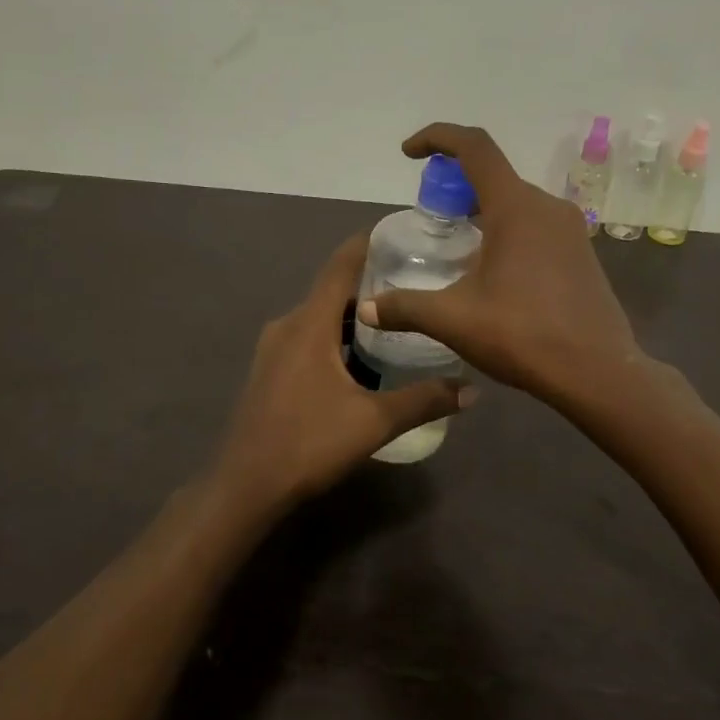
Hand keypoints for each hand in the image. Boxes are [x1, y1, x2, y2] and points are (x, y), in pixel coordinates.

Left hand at [213, 233, 475, 507]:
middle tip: (416, 284)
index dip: (369, 244)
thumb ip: (424, 401)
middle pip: (333, 290)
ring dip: (354, 316)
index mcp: (309, 323)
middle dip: (372, 284)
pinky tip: (362, 359)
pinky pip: (308, 338)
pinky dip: (336, 337)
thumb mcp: (374, 422)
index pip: (341, 265)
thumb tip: (472, 390)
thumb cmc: (308, 443)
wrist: (246, 484)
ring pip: (320, 317)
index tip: (401, 234)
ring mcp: (273, 348)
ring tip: (397, 320)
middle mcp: (287, 324)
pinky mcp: (270, 370)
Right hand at [356, 123, 642, 404]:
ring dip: (482, 210)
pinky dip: (506, 230)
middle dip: (455, 185)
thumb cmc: (523, 335)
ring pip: (516, 203)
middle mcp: (547, 207)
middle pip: (494, 175)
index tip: (409, 153)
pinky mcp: (581, 254)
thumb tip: (366, 308)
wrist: (597, 373)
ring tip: (456, 244)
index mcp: (516, 208)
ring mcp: (570, 230)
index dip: (437, 137)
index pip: (474, 147)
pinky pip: (535, 225)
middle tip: (430, 214)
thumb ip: (405, 307)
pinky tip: (492, 272)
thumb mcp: (454, 320)